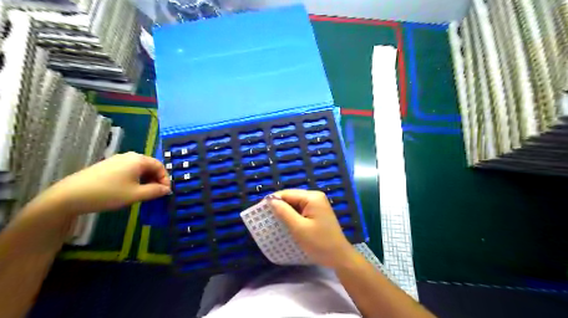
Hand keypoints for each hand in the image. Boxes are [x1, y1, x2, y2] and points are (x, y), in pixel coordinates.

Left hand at [36, 152, 169, 215]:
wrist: (69, 196)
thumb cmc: (108, 193)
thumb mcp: (136, 194)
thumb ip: (155, 191)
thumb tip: (167, 190)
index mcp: (138, 159)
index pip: (159, 166)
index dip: (165, 179)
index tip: (165, 192)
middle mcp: (129, 156)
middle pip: (150, 166)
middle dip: (156, 180)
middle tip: (156, 194)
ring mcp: (116, 160)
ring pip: (139, 169)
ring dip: (146, 180)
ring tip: (144, 194)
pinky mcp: (107, 166)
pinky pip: (128, 170)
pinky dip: (135, 179)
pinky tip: (129, 190)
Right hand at [269, 189, 356, 268]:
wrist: (339, 257)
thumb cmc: (319, 243)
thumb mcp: (299, 228)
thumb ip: (284, 212)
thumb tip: (270, 200)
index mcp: (312, 197)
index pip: (288, 194)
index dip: (273, 200)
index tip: (260, 210)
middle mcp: (315, 197)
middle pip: (292, 197)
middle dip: (279, 206)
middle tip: (265, 217)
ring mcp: (317, 205)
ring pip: (295, 204)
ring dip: (285, 212)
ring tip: (273, 221)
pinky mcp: (317, 213)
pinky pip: (301, 210)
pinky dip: (292, 216)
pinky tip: (286, 224)